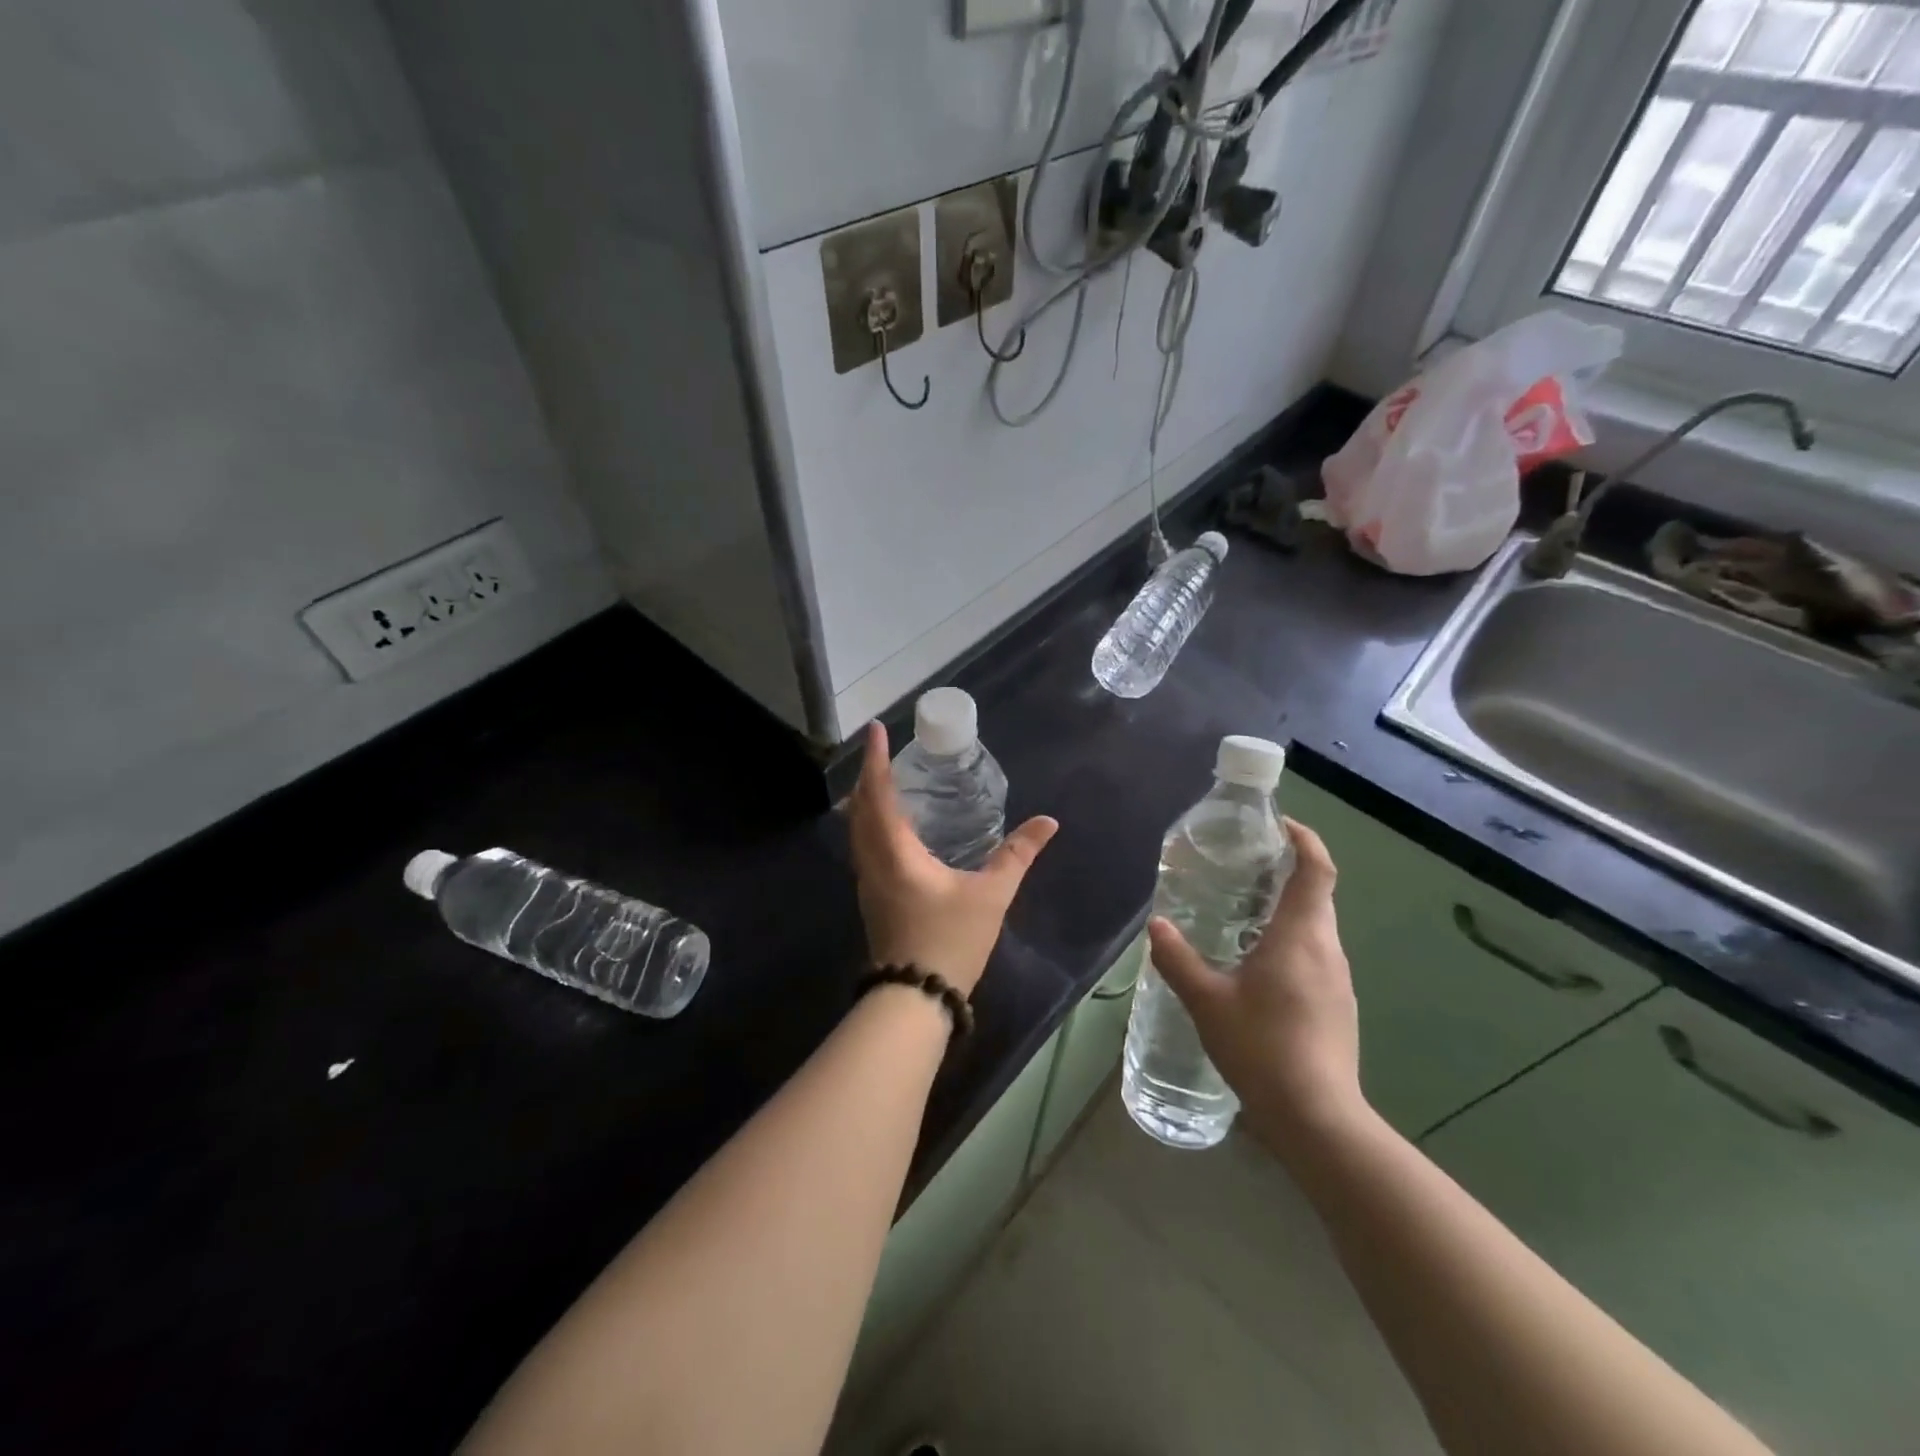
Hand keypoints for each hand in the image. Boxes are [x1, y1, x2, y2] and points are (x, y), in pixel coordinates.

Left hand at [848, 722, 1058, 996]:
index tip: (875, 730)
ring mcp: (868, 883)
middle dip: (868, 776)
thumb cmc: (950, 941)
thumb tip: (1048, 823)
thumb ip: (1017, 855)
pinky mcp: (873, 899)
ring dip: (866, 801)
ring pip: (857, 830)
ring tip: (886, 783)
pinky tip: (893, 830)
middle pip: (859, 808)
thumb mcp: (991, 895)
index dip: (876, 760)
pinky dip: (871, 825)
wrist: (915, 998)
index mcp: (895, 852)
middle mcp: (873, 861)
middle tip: (883, 752)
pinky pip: (864, 848)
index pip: (879, 794)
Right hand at [1147, 818, 1365, 1151]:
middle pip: (1316, 892)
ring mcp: (1338, 979)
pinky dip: (1290, 939)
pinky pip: (1314, 953)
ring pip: (1316, 925)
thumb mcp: (1206, 1000)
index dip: (1303, 838)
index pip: (1316, 868)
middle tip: (1240, 866)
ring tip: (1240, 910)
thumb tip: (1156, 926)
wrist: (1317, 1118)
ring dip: (1285, 907)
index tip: (1276, 824)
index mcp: (1301, 934)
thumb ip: (1177, 958)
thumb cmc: (1262, 1046)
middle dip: (1284, 870)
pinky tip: (1255, 963)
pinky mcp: (1338, 1004)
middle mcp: (1327, 948)